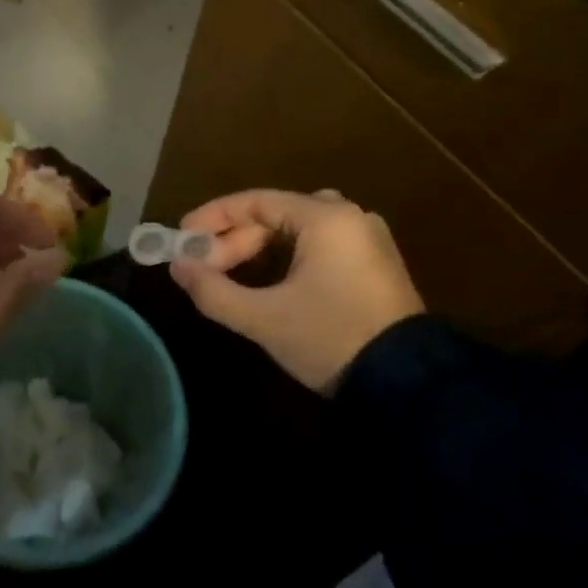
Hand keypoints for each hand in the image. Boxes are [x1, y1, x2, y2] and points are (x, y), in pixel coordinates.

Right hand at [170, 188, 423, 394]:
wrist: (409, 386)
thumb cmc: (330, 338)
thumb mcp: (263, 318)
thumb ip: (212, 289)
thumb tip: (178, 267)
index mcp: (326, 218)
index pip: (256, 201)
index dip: (213, 216)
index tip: (183, 236)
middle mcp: (350, 218)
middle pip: (276, 215)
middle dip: (235, 240)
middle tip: (206, 269)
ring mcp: (367, 241)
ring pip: (297, 230)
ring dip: (259, 248)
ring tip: (231, 275)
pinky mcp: (376, 266)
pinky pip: (320, 245)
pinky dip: (287, 257)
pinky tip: (270, 282)